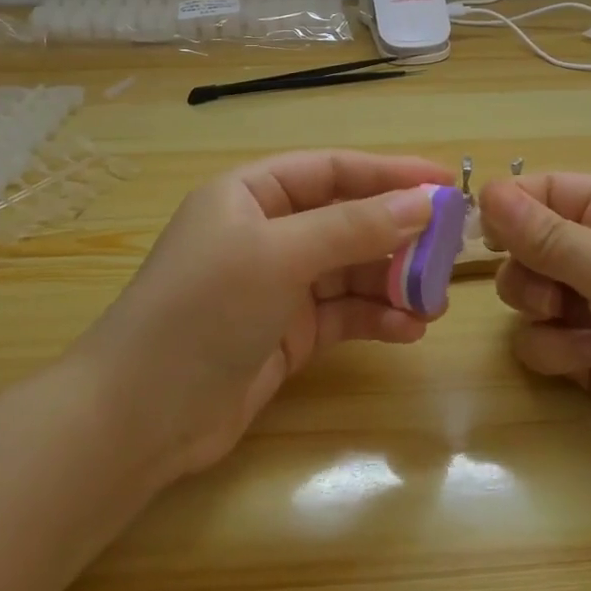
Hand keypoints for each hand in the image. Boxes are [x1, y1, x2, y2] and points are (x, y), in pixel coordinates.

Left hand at [79, 151, 454, 483]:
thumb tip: (424, 203)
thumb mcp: (280, 255)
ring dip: (392, 282)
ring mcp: (277, 286)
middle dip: (397, 235)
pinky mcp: (287, 334)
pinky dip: (375, 319)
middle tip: (451, 249)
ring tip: (434, 300)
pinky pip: (343, 315)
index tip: (443, 182)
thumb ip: (354, 227)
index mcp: (252, 195)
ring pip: (351, 271)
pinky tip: (408, 331)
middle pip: (347, 221)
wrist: (139, 419)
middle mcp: (266, 233)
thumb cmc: (204, 311)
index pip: (332, 170)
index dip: (388, 173)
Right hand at [478, 174, 590, 472]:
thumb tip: (485, 190)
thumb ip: (546, 234)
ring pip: (524, 294)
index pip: (542, 191)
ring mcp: (588, 302)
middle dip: (526, 271)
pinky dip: (556, 351)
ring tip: (577, 328)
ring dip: (540, 313)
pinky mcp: (583, 350)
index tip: (484, 232)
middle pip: (523, 245)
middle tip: (549, 292)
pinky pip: (537, 340)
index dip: (509, 207)